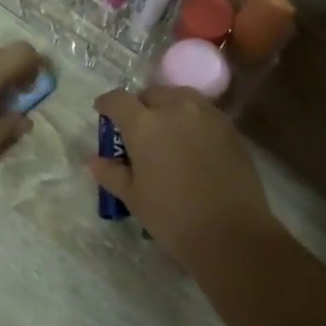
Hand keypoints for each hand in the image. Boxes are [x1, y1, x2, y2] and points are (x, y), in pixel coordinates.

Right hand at [90, 86, 278, 270]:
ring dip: (168, 107)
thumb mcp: (133, 197)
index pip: (118, 100)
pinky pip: (203, 112)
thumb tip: (95, 161)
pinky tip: (191, 143)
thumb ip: (111, 173)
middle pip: (152, 93)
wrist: (231, 231)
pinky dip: (191, 119)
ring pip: (180, 97)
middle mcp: (175, 109)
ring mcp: (207, 115)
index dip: (107, 104)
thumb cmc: (172, 216)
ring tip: (166, 131)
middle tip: (137, 129)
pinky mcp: (230, 127)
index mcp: (145, 124)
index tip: (103, 112)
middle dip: (140, 105)